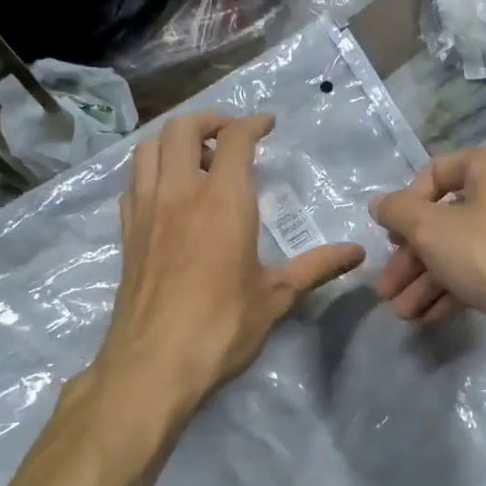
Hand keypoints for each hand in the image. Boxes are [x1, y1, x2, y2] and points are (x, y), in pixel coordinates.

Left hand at [94, 112, 363, 410]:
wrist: (154, 364)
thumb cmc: (222, 327)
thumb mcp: (276, 296)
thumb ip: (316, 267)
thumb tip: (358, 252)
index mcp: (222, 201)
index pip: (235, 139)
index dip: (253, 123)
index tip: (268, 123)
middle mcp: (179, 193)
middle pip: (182, 129)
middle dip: (209, 120)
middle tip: (231, 135)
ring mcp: (146, 211)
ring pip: (150, 149)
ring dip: (174, 141)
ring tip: (197, 159)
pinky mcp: (127, 234)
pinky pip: (134, 183)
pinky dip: (151, 171)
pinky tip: (168, 194)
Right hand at [370, 147, 485, 341]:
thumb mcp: (433, 229)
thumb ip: (398, 213)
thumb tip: (380, 204)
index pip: (434, 173)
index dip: (405, 206)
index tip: (391, 239)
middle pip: (447, 220)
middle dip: (411, 260)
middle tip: (387, 291)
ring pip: (465, 250)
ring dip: (428, 282)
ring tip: (404, 315)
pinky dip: (457, 289)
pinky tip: (431, 317)